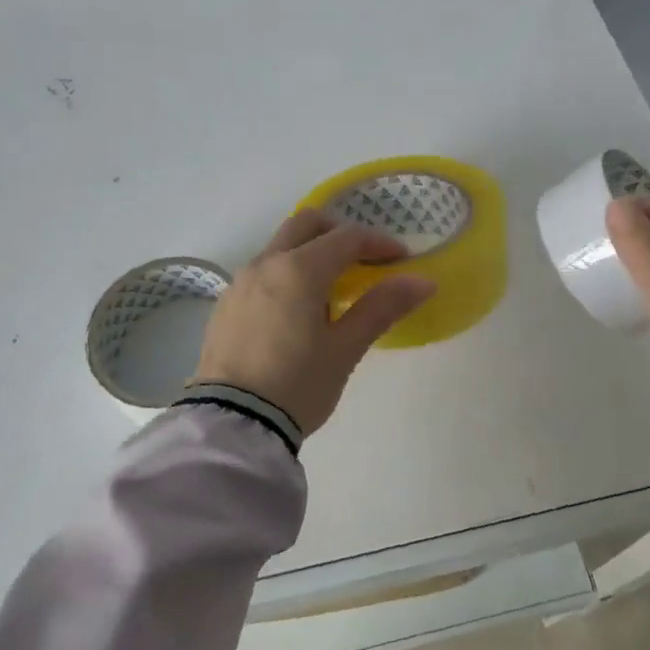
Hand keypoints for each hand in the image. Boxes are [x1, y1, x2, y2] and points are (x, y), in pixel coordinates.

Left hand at [190, 209, 435, 437]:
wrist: (232, 425)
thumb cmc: (297, 385)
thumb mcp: (345, 349)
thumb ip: (382, 307)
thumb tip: (423, 281)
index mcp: (298, 269)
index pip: (346, 238)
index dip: (378, 243)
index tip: (401, 260)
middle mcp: (265, 263)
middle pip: (307, 224)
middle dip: (340, 233)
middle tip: (364, 260)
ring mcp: (240, 282)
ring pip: (281, 246)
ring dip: (311, 252)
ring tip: (333, 291)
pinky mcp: (226, 304)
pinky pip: (263, 271)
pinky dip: (287, 273)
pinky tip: (298, 311)